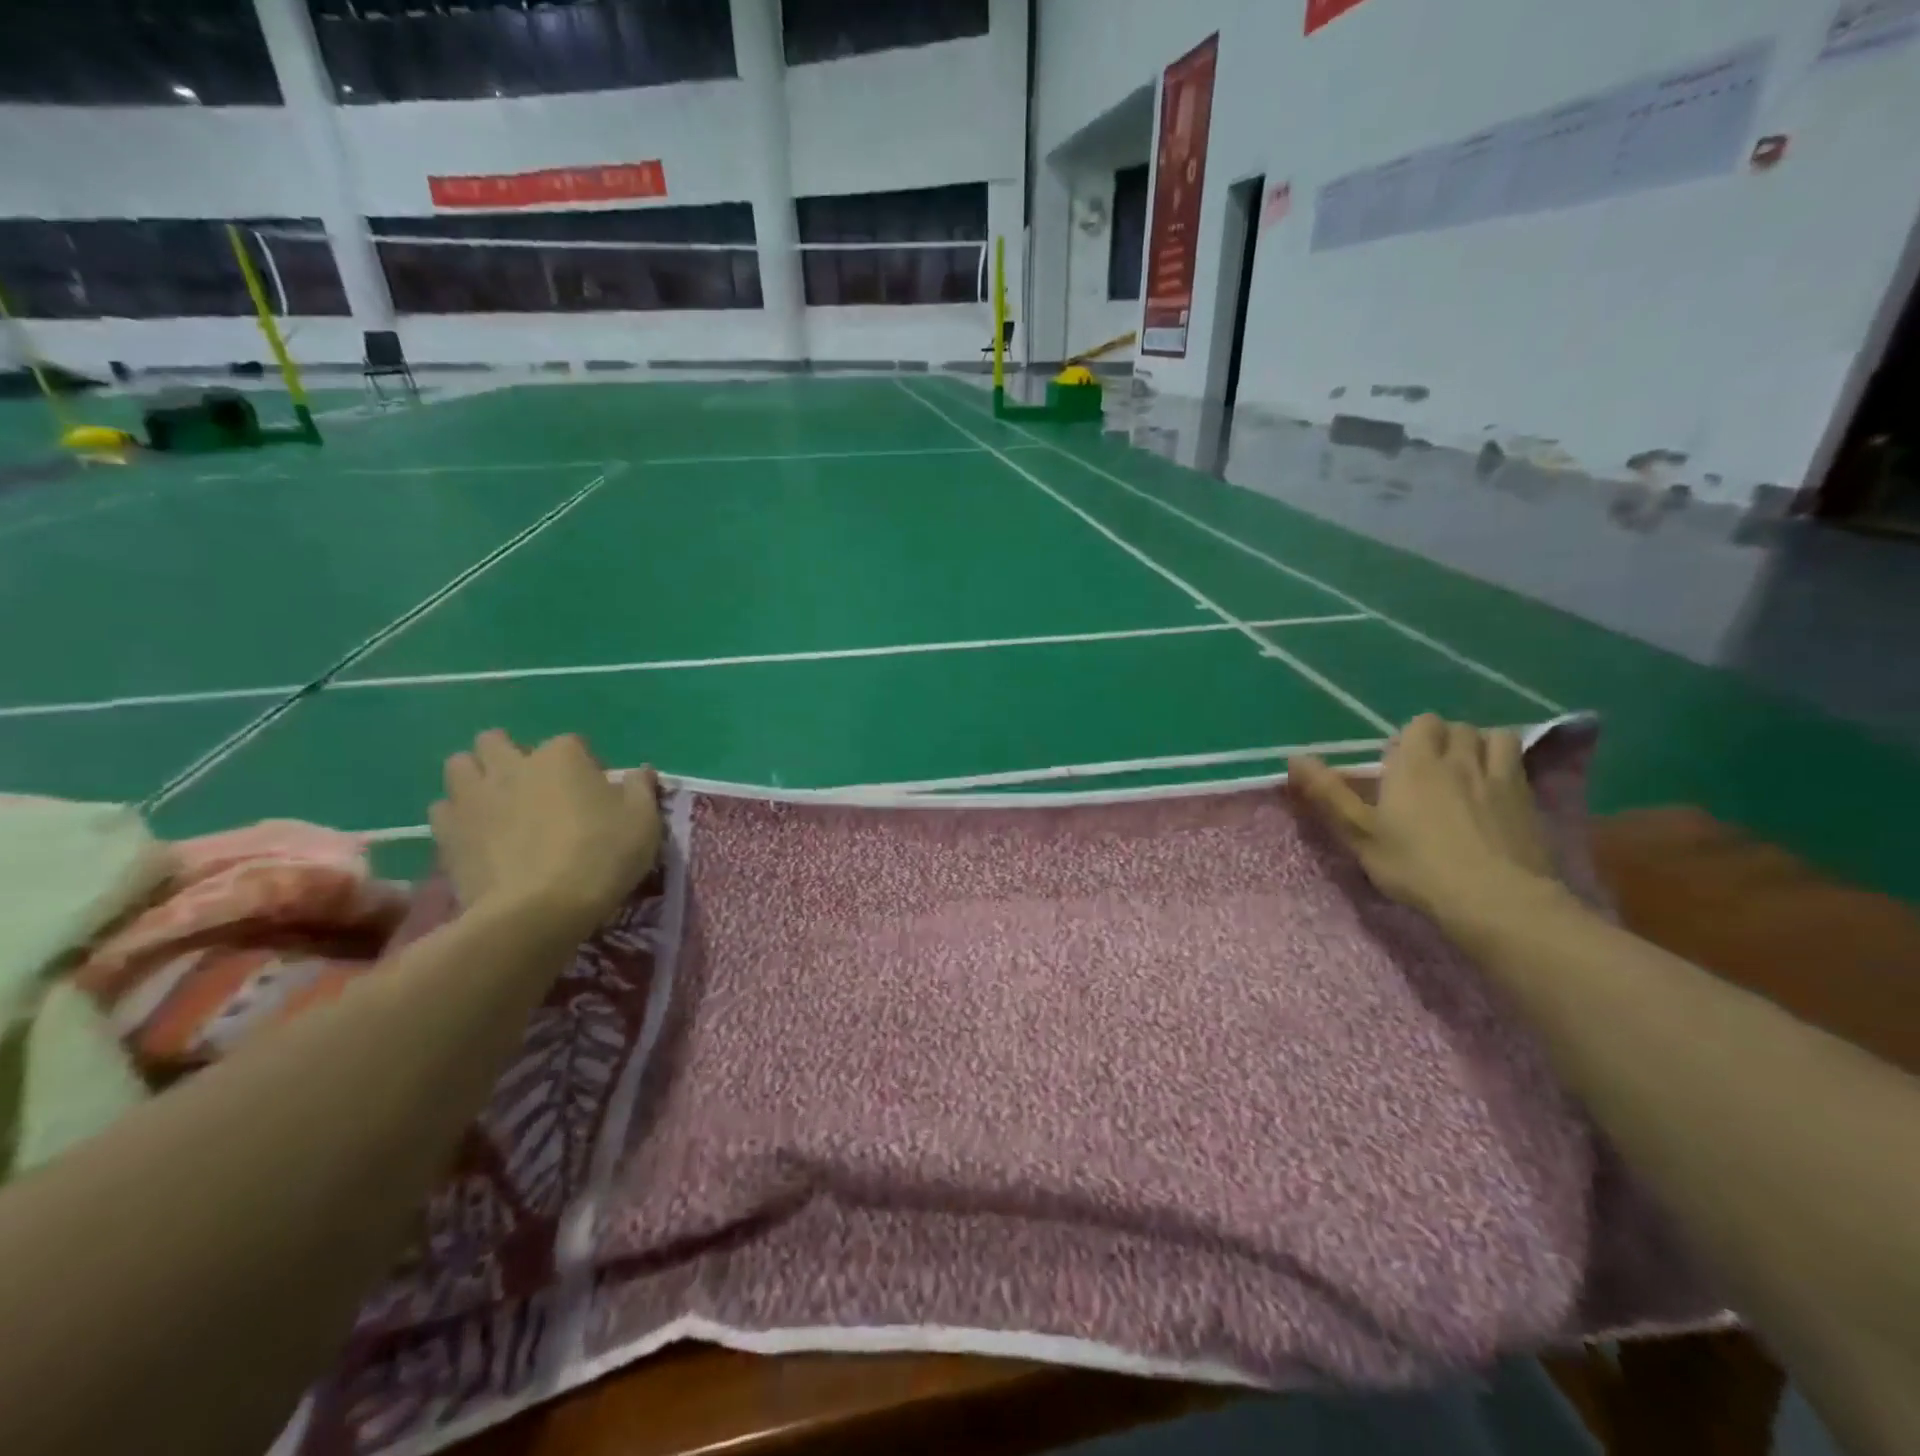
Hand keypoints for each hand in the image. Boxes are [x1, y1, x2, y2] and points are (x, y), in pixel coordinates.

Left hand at [429, 730, 662, 937]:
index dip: (585, 765)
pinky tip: (476, 835)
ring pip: (460, 765)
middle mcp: (512, 764)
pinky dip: (457, 815)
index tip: (595, 793)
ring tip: (497, 804)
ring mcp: (473, 796)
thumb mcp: (644, 822)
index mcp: (562, 755)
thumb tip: (640, 772)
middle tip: (533, 788)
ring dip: (476, 777)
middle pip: (497, 741)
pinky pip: (442, 809)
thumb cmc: (601, 856)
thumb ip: (641, 789)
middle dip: (511, 756)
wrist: (539, 910)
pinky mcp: (446, 831)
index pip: (573, 743)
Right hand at [1290, 715, 1554, 923]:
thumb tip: (1294, 758)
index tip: (1396, 767)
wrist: (1496, 900)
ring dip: (1480, 746)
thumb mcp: (1359, 834)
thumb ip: (1328, 793)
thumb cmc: (1416, 866)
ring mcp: (1501, 778)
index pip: (1420, 724)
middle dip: (1443, 739)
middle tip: (1429, 770)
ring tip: (1468, 772)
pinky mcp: (1530, 801)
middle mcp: (1459, 759)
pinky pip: (1521, 765)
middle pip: (1456, 727)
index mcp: (1415, 763)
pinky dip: (1507, 767)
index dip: (1409, 739)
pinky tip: (1497, 793)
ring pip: (1495, 738)